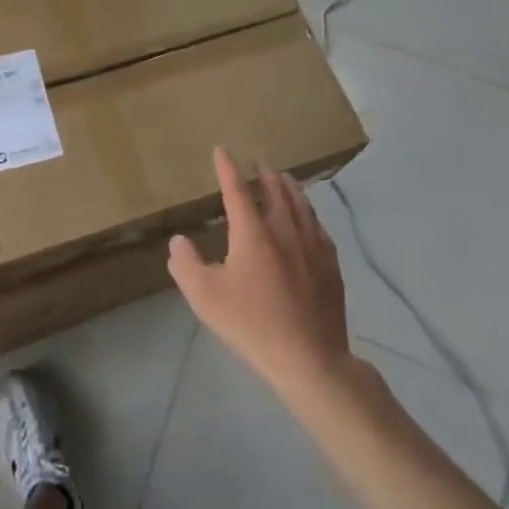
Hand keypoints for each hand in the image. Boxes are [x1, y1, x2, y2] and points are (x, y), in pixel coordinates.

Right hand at [168, 147, 354, 395]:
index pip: (237, 190)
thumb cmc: (251, 325)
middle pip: (276, 191)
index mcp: (253, 234)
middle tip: (257, 164)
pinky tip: (309, 218)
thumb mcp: (204, 297)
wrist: (309, 358)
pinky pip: (319, 227)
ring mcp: (313, 246)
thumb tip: (178, 241)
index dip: (227, 168)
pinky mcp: (331, 265)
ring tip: (284, 179)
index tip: (222, 150)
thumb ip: (185, 264)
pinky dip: (309, 212)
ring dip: (289, 188)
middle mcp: (285, 230)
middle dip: (264, 174)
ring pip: (301, 205)